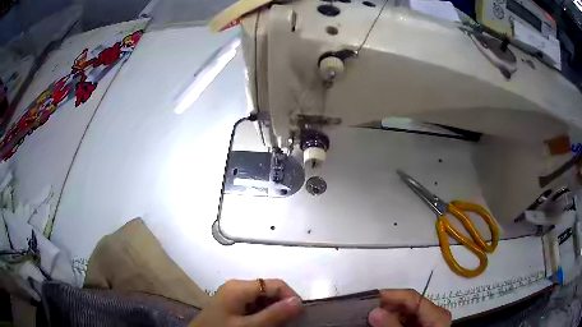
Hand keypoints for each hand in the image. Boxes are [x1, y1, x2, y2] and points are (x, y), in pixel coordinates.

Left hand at [189, 279, 302, 326]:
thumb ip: (274, 315)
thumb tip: (299, 301)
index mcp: (239, 287)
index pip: (275, 284)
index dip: (290, 297)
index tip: (299, 316)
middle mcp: (236, 286)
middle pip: (269, 290)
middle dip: (281, 306)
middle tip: (287, 324)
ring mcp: (233, 295)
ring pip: (263, 298)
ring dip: (273, 311)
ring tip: (276, 326)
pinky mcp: (231, 303)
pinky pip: (254, 305)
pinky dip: (263, 314)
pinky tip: (263, 324)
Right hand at [368, 289, 450, 326]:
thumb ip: (392, 326)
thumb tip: (374, 311)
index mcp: (436, 315)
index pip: (412, 297)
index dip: (391, 295)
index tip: (369, 298)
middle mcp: (433, 316)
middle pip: (408, 305)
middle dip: (387, 306)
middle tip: (365, 310)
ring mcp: (426, 324)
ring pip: (405, 314)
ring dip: (387, 315)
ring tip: (368, 317)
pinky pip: (404, 322)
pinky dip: (391, 323)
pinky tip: (378, 325)